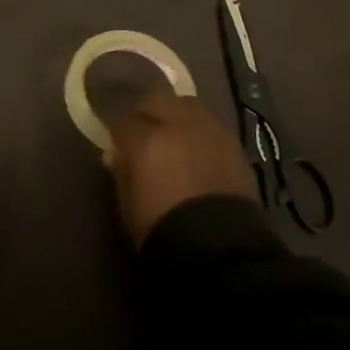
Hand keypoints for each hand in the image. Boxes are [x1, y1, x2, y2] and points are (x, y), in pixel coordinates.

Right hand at [103, 87, 256, 246]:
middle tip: (144, 130)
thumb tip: (116, 155)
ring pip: (187, 105)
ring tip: (175, 134)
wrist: (219, 250)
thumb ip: (122, 173)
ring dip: (176, 114)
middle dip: (147, 111)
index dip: (119, 132)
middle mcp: (177, 124)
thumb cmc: (162, 231)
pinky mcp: (233, 143)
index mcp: (145, 140)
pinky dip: (200, 130)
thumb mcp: (128, 206)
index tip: (117, 142)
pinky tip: (199, 148)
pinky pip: (211, 124)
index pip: (123, 121)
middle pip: (156, 99)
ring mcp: (209, 130)